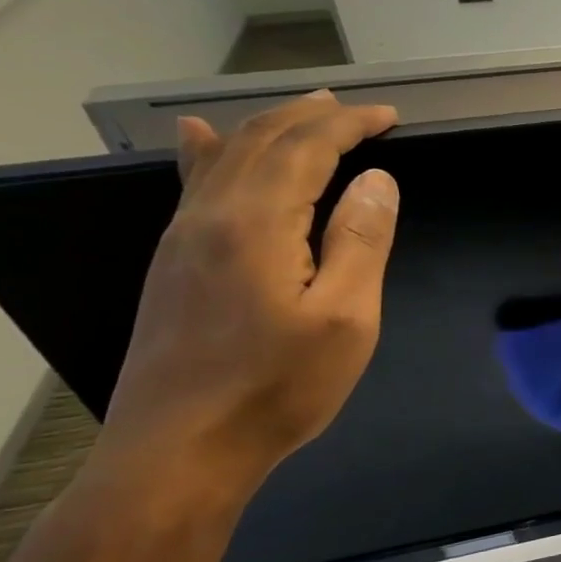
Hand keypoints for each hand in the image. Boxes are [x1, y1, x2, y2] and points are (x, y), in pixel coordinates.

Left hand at [102, 90, 399, 485]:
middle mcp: (209, 217)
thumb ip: (360, 240)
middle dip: (311, 117)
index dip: (349, 125)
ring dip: (268, 127)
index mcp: (257, 224)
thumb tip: (376, 181)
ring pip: (223, 159)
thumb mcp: (345, 317)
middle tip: (355, 108)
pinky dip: (208, 152)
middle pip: (261, 142)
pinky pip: (192, 186)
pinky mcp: (171, 266)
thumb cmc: (278, 386)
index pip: (306, 148)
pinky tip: (197, 139)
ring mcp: (181, 241)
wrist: (178, 452)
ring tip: (304, 110)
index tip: (389, 117)